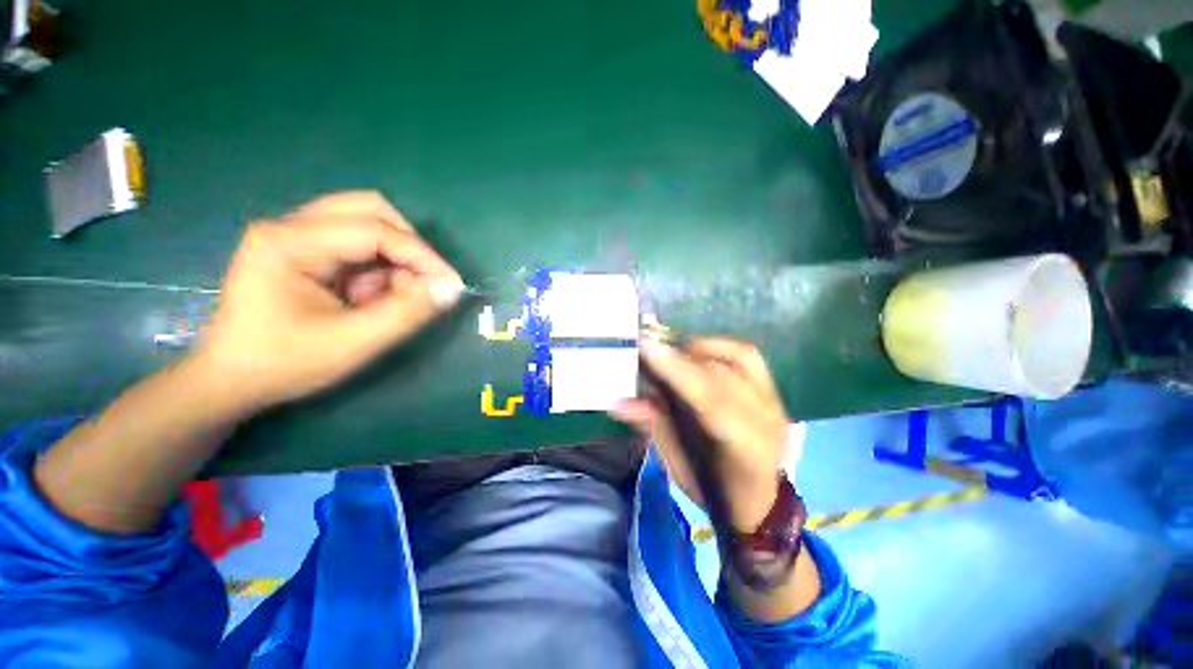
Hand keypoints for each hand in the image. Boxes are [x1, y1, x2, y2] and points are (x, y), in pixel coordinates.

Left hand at [195, 191, 464, 410]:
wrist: (231, 380)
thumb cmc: (285, 363)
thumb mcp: (353, 343)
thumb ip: (407, 313)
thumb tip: (451, 289)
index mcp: (289, 242)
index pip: (375, 230)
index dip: (422, 256)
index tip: (452, 285)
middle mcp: (290, 225)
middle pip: (370, 210)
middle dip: (409, 247)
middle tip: (425, 282)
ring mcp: (295, 234)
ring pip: (367, 224)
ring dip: (394, 259)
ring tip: (392, 296)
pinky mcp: (304, 249)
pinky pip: (358, 244)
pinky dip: (379, 268)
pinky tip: (371, 296)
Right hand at [610, 337, 792, 532]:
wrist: (762, 500)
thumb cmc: (715, 490)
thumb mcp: (679, 467)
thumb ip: (655, 428)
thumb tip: (620, 402)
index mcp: (744, 449)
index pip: (711, 400)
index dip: (678, 371)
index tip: (648, 350)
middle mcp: (766, 419)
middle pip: (722, 373)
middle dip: (681, 358)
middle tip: (649, 353)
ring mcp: (774, 401)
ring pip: (738, 357)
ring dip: (700, 348)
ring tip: (675, 355)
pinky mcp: (773, 391)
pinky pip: (747, 355)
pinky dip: (719, 347)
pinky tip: (698, 353)